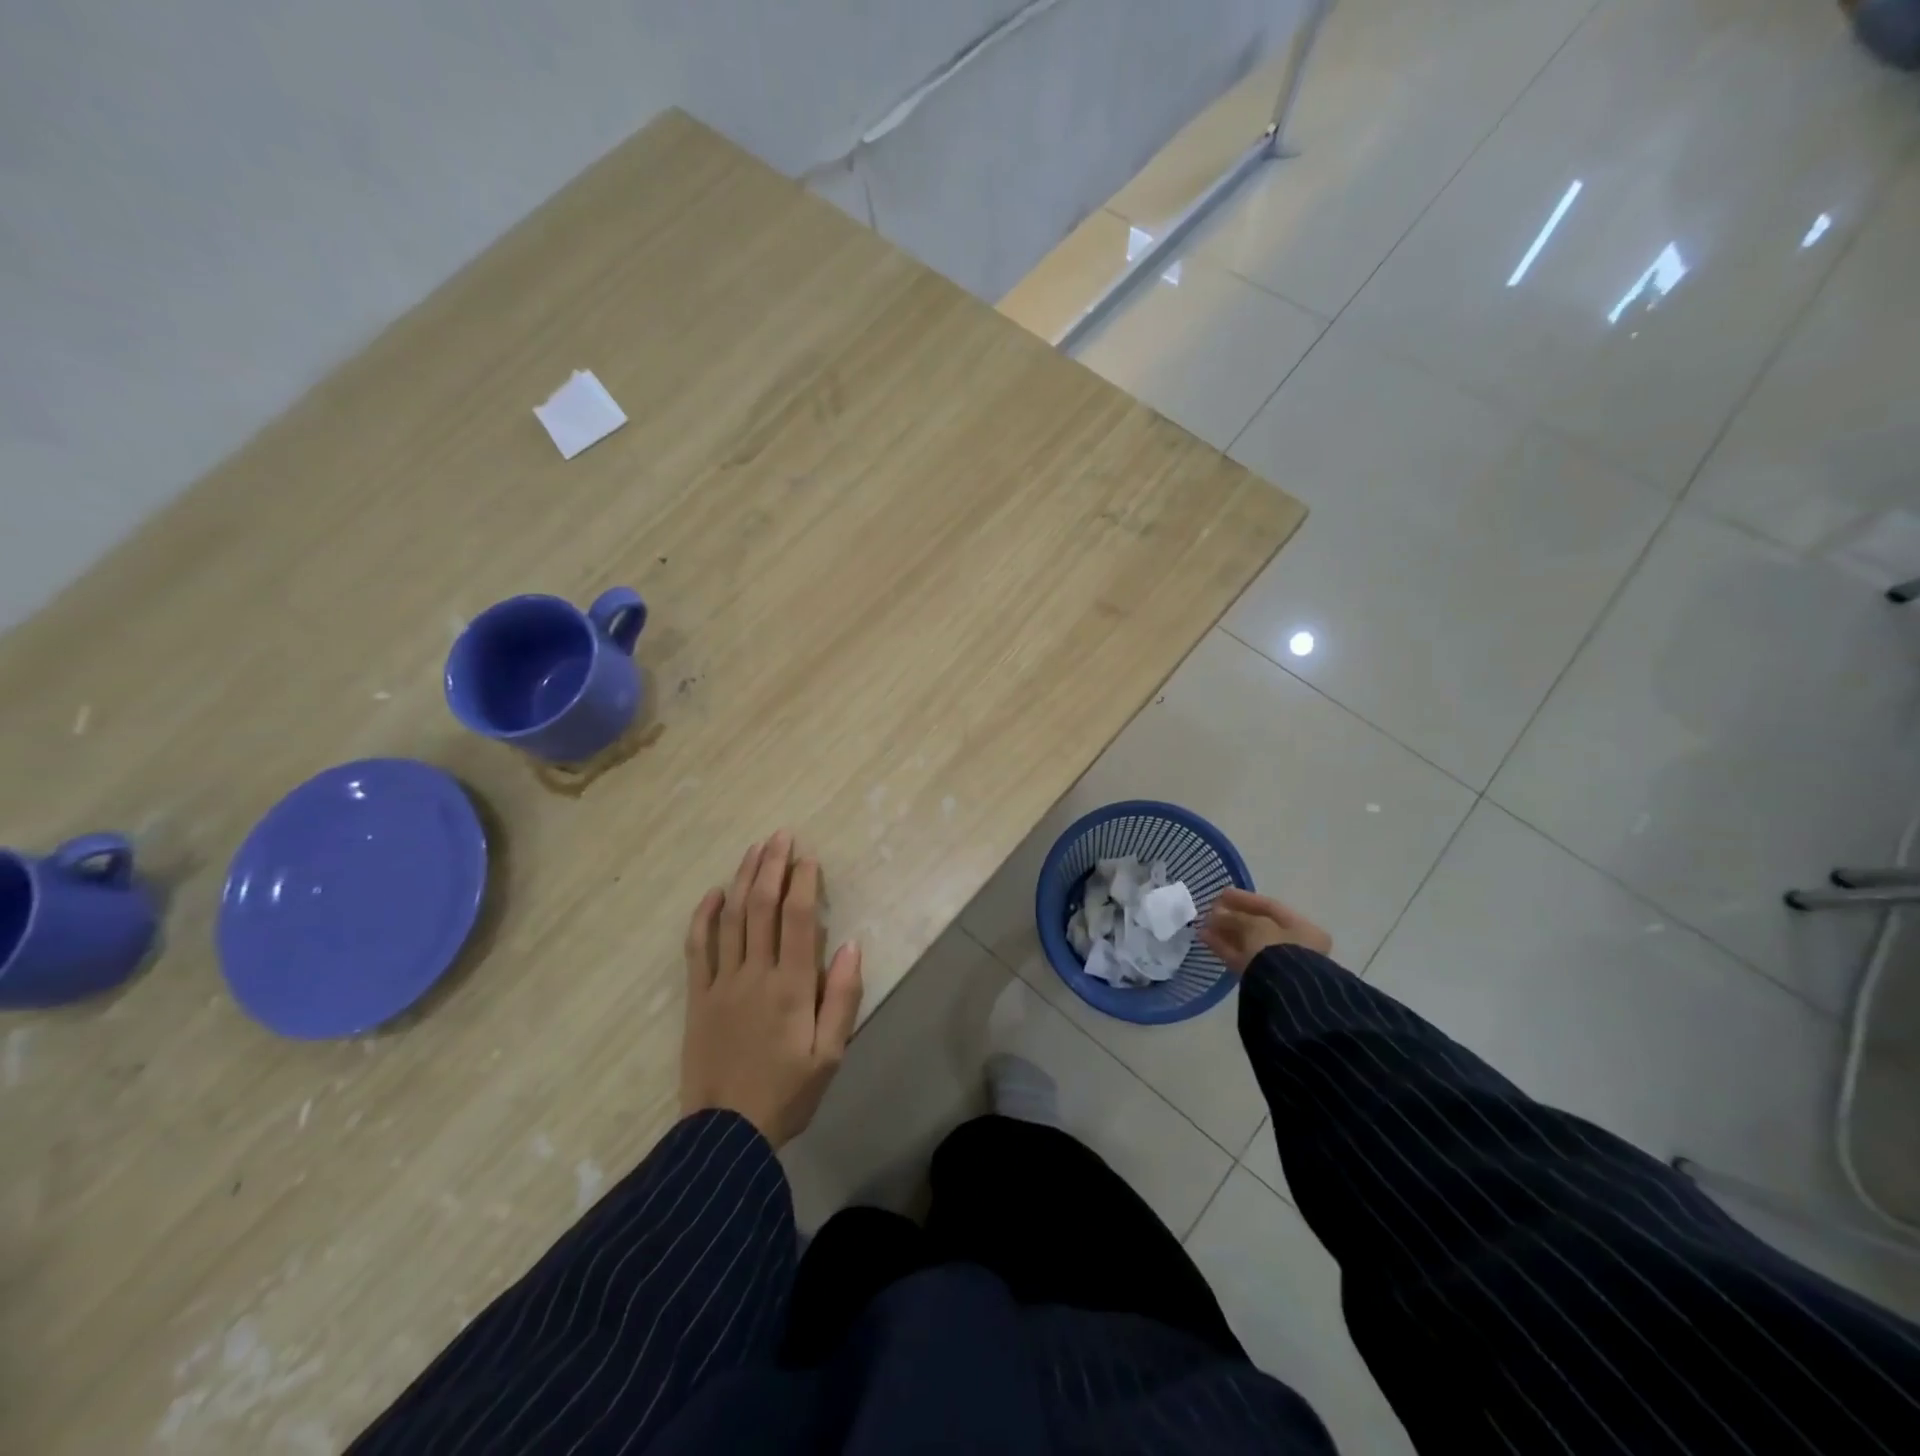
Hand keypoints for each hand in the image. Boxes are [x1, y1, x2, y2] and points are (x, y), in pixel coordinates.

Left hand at [680, 832, 863, 1147]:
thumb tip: (850, 945)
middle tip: (780, 836)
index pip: (797, 918)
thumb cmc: (787, 1094)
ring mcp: (720, 983)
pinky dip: (703, 916)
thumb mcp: (829, 1054)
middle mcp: (754, 974)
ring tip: (754, 850)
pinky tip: (713, 893)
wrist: (725, 1136)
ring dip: (742, 879)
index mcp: (790, 986)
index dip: (803, 881)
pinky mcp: (697, 997)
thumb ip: (841, 997)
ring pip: (730, 918)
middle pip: (760, 906)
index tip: (808, 855)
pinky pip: (697, 948)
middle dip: (772, 866)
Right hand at [1199, 888, 1331, 973]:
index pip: (1270, 907)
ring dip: (1225, 932)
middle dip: (1232, 916)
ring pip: (1248, 942)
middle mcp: (1294, 945)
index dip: (1244, 898)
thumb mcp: (1255, 925)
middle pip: (1258, 925)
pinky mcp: (1261, 979)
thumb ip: (1235, 916)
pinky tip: (1205, 938)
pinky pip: (1241, 958)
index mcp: (1303, 928)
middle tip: (1210, 910)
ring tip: (1203, 924)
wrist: (1284, 992)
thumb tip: (1216, 914)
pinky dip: (1224, 947)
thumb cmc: (1277, 949)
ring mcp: (1278, 964)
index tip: (1221, 894)